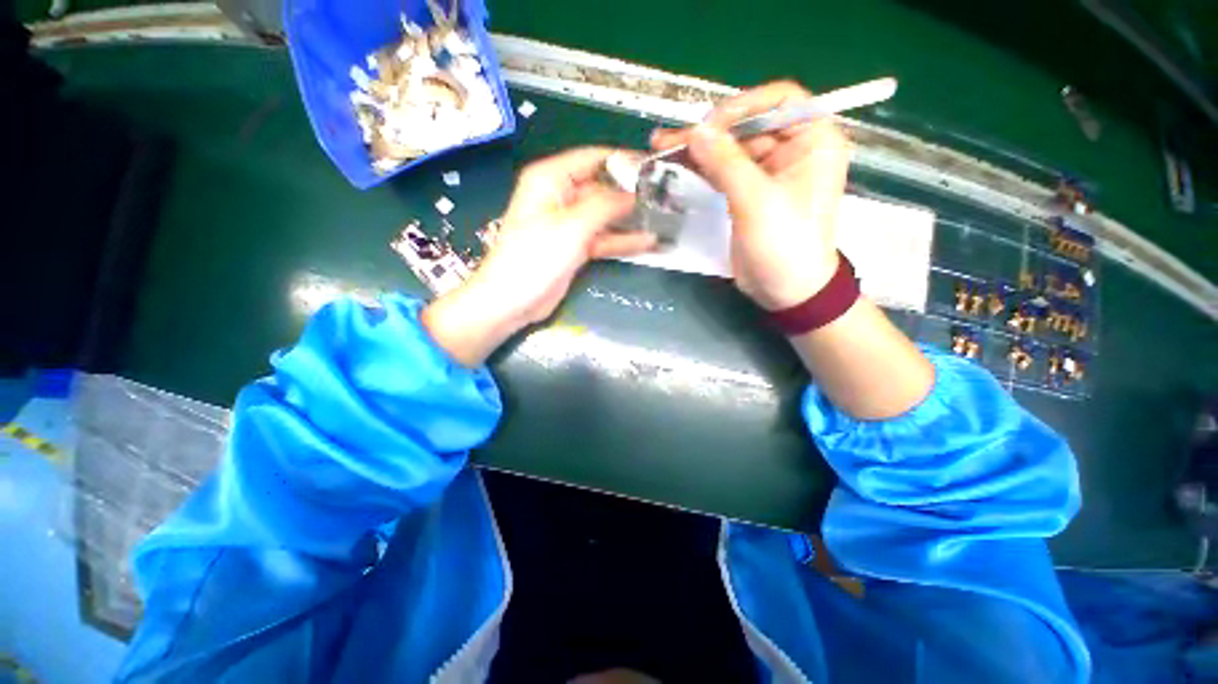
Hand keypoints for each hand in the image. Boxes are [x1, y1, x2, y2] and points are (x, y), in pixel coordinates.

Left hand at [422, 147, 656, 366]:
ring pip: (605, 216)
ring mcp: (569, 224)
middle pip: (602, 188)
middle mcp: (560, 197)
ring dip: (629, 220)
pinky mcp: (575, 247)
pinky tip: (647, 242)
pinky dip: (621, 241)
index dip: (623, 161)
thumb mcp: (572, 225)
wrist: (512, 300)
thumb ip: (605, 206)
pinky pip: (602, 238)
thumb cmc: (535, 257)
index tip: (653, 168)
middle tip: (665, 198)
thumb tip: (633, 194)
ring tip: (661, 219)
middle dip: (631, 194)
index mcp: (551, 179)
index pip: (593, 158)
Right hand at [651, 81, 851, 310]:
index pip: (779, 101)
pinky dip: (701, 168)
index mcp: (814, 140)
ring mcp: (768, 172)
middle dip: (709, 132)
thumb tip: (696, 131)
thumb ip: (726, 163)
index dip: (741, 106)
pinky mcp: (748, 192)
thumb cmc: (784, 244)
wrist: (786, 289)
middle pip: (747, 125)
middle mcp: (793, 149)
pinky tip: (676, 163)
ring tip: (661, 146)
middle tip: (669, 138)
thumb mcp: (756, 201)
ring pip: (731, 149)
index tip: (706, 126)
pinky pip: (723, 171)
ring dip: (698, 149)